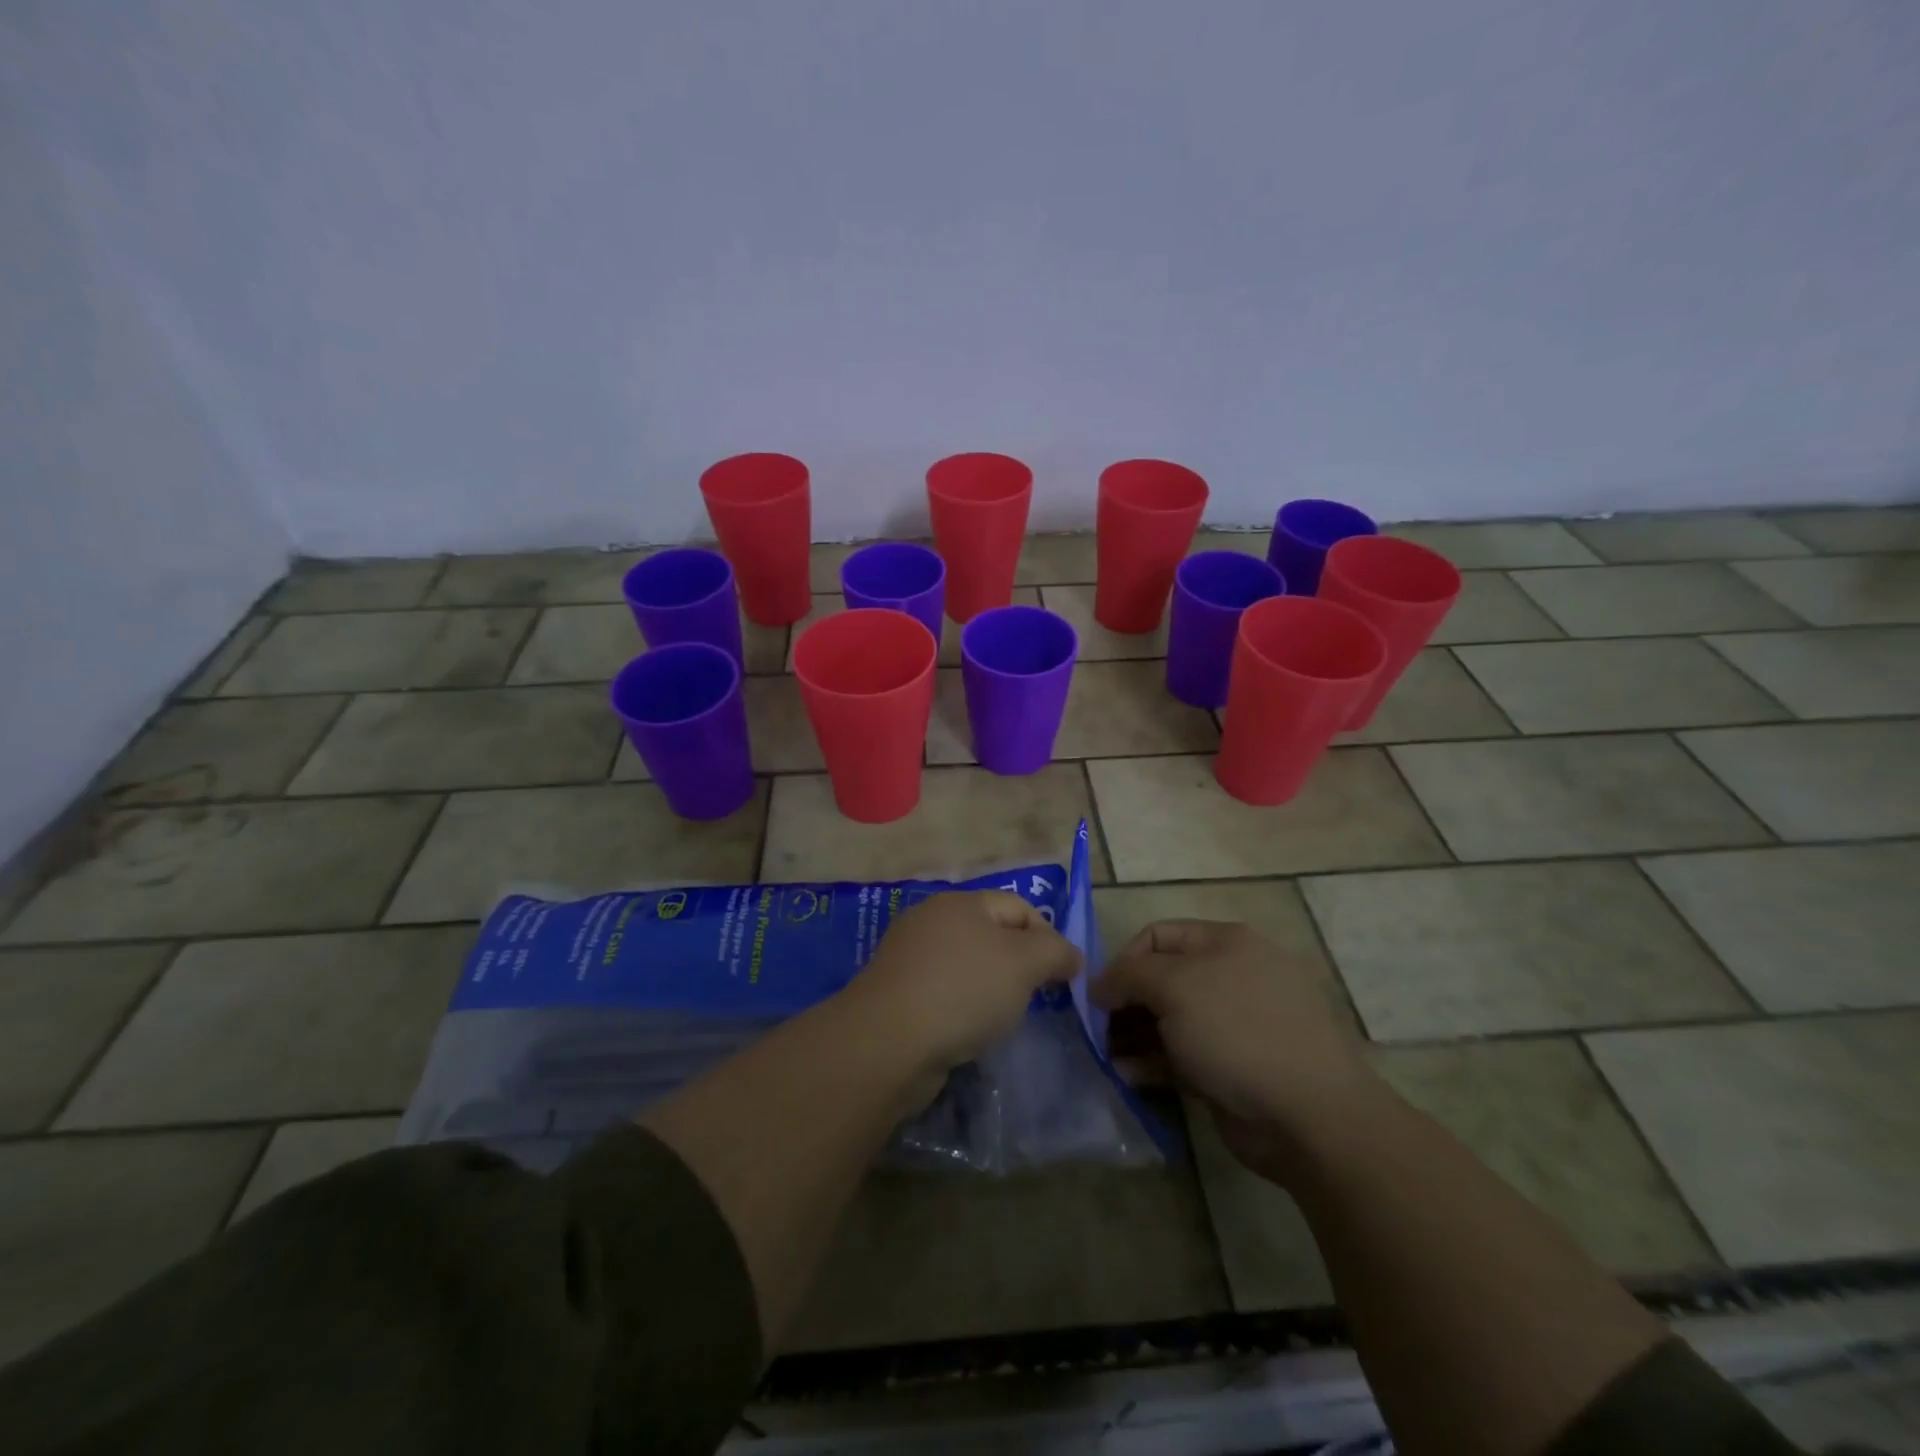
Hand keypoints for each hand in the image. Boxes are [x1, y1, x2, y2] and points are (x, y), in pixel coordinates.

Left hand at [851, 890, 1081, 1076]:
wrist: (887, 1042)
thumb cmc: (963, 991)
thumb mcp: (1024, 963)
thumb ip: (1055, 952)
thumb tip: (1070, 955)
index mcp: (960, 902)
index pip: (1019, 907)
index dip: (1049, 937)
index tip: (1065, 977)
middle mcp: (931, 921)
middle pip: (992, 935)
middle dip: (1020, 965)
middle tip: (1037, 998)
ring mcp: (909, 957)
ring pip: (967, 966)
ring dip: (991, 989)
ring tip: (1003, 1019)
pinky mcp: (896, 993)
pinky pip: (943, 993)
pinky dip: (962, 1008)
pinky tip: (968, 1032)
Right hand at [1092, 920, 1373, 1172]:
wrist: (1309, 1116)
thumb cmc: (1237, 1032)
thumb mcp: (1174, 987)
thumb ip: (1127, 976)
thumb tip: (1097, 984)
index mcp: (1226, 943)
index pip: (1158, 935)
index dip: (1123, 959)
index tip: (1098, 994)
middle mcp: (1232, 977)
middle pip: (1163, 979)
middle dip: (1126, 1002)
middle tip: (1097, 1030)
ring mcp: (1236, 1025)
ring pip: (1170, 1021)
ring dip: (1133, 1036)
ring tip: (1107, 1057)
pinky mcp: (1234, 1068)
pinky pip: (1183, 1056)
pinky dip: (1154, 1064)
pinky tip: (1128, 1077)